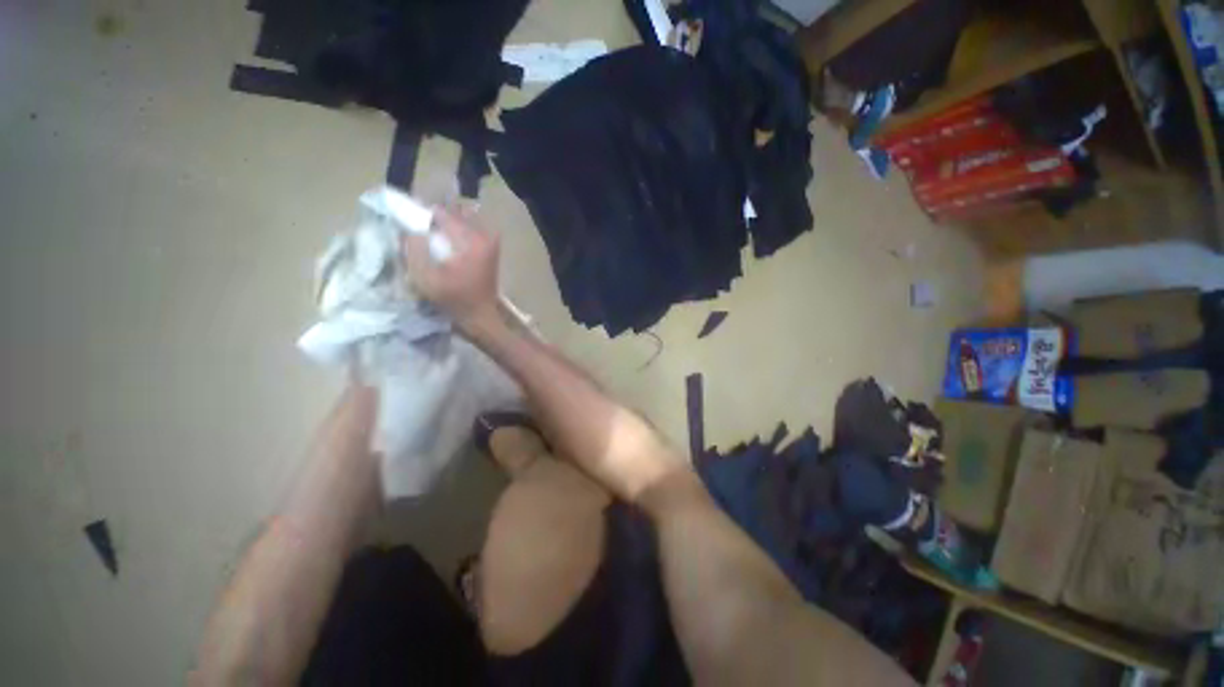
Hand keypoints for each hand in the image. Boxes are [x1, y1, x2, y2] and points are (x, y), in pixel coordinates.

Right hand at [401, 207, 500, 330]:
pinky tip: (447, 243)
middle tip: (420, 229)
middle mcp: (485, 236)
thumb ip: (414, 250)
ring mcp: (492, 241)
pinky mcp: (492, 247)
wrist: (481, 315)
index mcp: (471, 242)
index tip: (409, 219)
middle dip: (436, 218)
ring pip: (464, 219)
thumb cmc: (454, 299)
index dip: (423, 215)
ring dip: (448, 223)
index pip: (442, 214)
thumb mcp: (426, 278)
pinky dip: (458, 231)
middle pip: (454, 214)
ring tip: (433, 236)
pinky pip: (472, 229)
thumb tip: (409, 227)